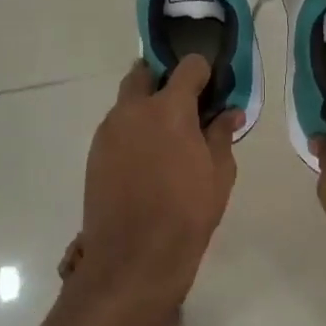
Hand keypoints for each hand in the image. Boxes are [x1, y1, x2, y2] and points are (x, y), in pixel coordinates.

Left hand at [79, 55, 239, 314]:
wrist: (133, 259)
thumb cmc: (186, 214)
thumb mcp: (219, 174)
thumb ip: (222, 134)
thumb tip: (230, 112)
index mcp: (170, 108)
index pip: (188, 66)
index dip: (202, 73)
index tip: (211, 90)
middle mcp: (134, 109)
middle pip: (145, 73)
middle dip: (163, 80)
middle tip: (182, 106)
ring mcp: (109, 129)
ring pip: (127, 100)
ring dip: (145, 106)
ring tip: (164, 138)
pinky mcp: (94, 152)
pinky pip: (115, 126)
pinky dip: (131, 130)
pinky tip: (145, 160)